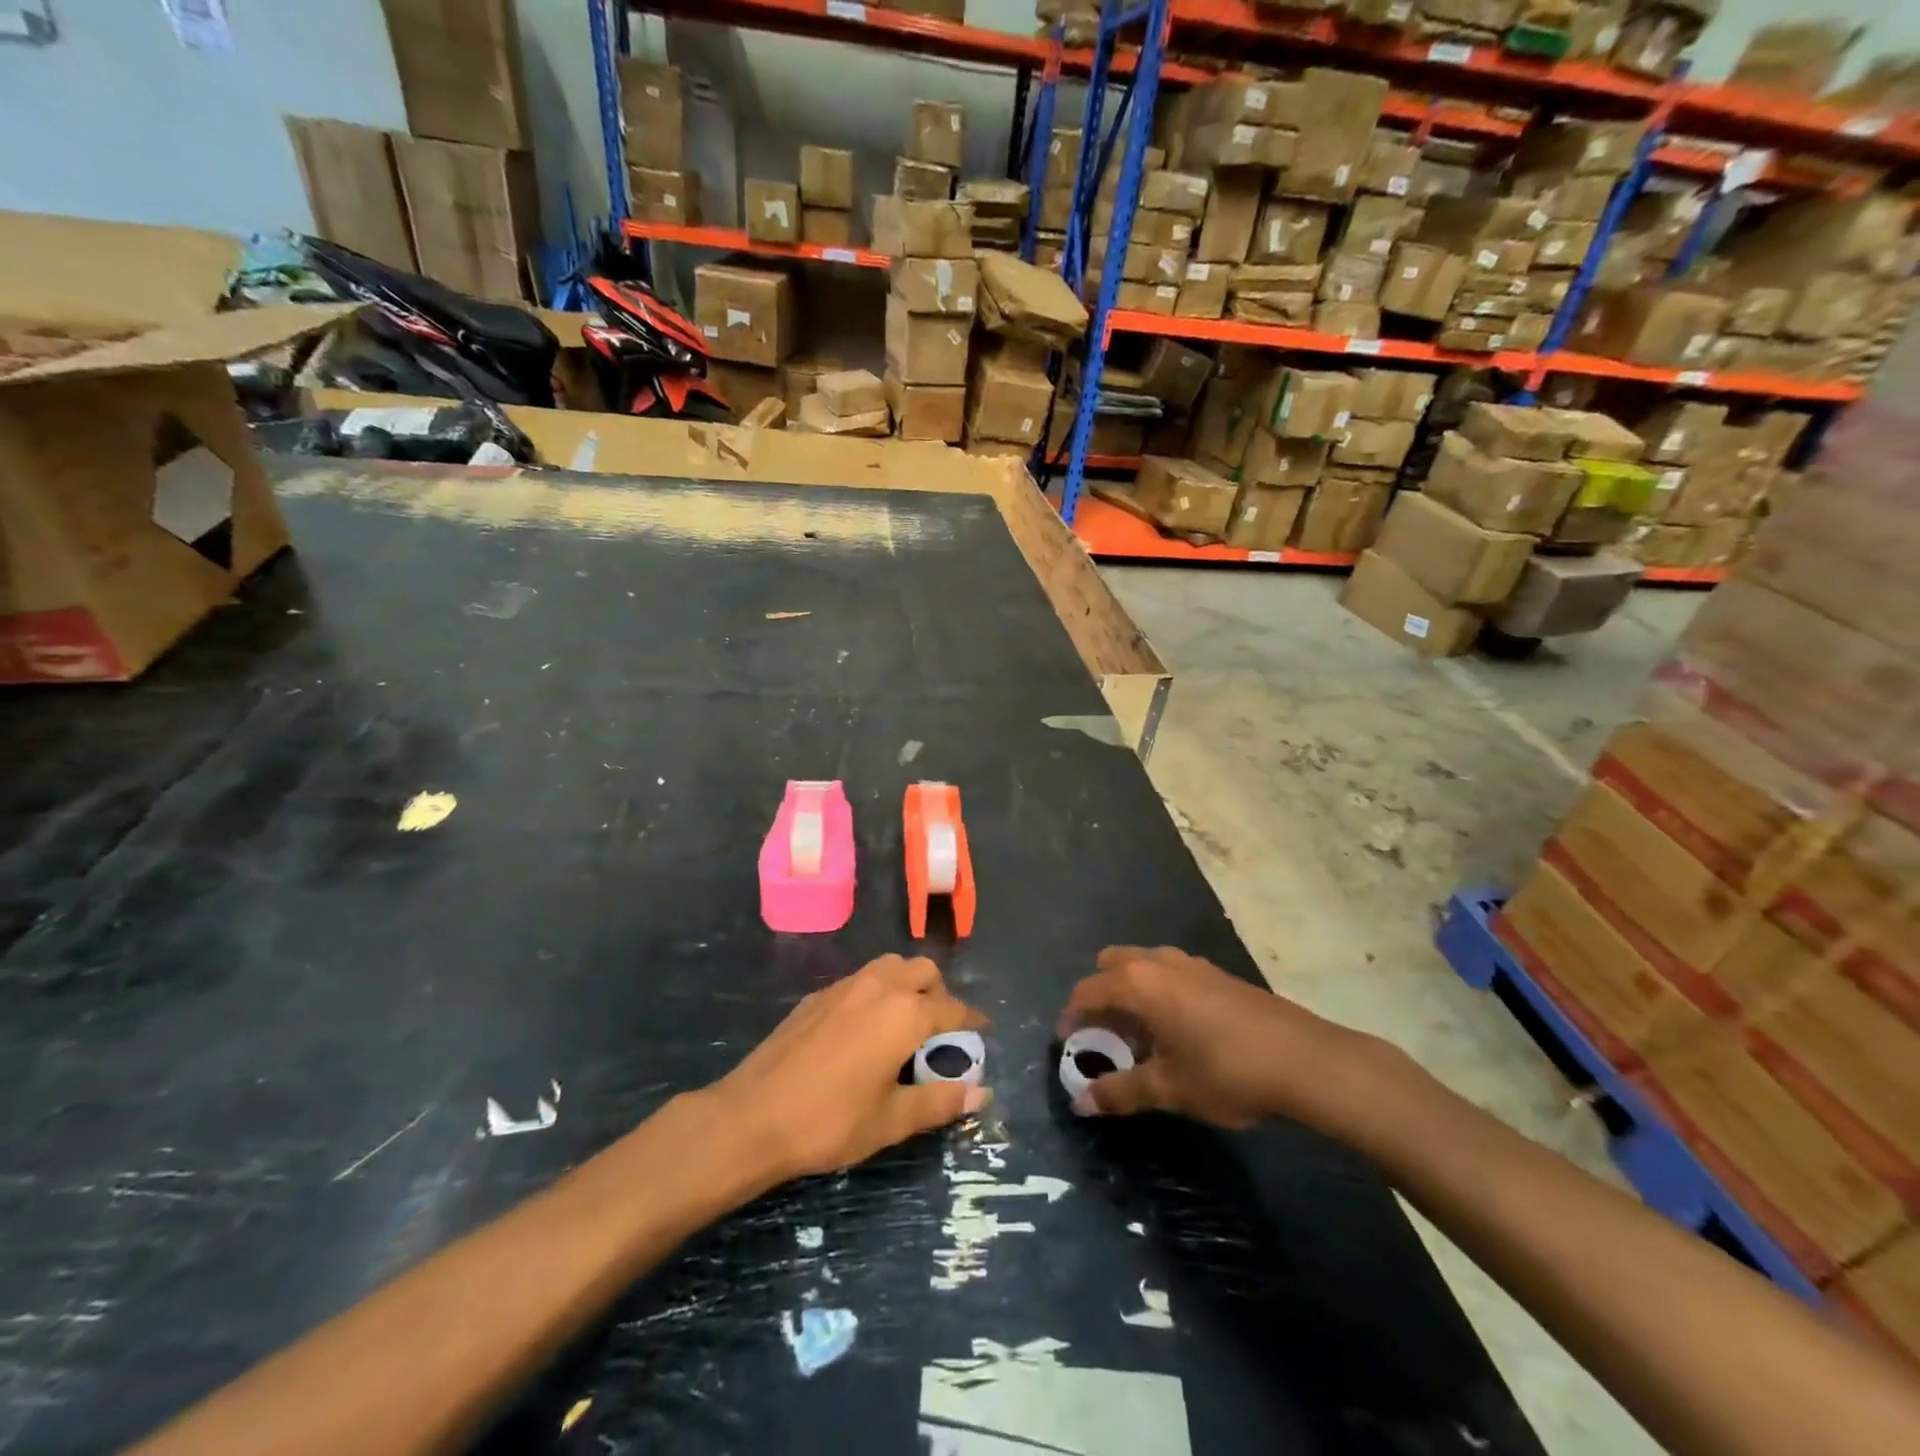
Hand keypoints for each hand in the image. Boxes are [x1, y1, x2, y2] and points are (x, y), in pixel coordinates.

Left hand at [715, 954, 988, 1181]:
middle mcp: (879, 987)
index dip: (972, 1019)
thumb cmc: (830, 1121)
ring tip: (905, 1023)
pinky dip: (876, 992)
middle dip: (939, 992)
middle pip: (922, 971)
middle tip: (940, 1028)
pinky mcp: (817, 996)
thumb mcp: (892, 1120)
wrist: (753, 1116)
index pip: (952, 1007)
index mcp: (905, 1014)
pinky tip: (864, 1029)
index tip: (984, 1029)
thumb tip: (980, 1092)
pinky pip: (860, 980)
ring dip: (907, 984)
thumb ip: (939, 1101)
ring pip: (890, 966)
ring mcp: (844, 986)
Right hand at [1057, 945, 1360, 1128]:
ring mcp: (1191, 963)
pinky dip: (1158, 992)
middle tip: (1102, 1035)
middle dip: (1099, 994)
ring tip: (1138, 1035)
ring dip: (1130, 992)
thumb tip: (1080, 1105)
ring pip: (1143, 965)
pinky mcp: (1217, 973)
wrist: (1305, 1060)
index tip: (1066, 1041)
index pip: (1088, 990)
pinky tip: (1177, 1030)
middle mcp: (1159, 962)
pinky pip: (1170, 973)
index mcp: (1138, 984)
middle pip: (1111, 965)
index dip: (1072, 1015)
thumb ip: (1120, 1093)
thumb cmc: (1226, 1072)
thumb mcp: (1169, 1088)